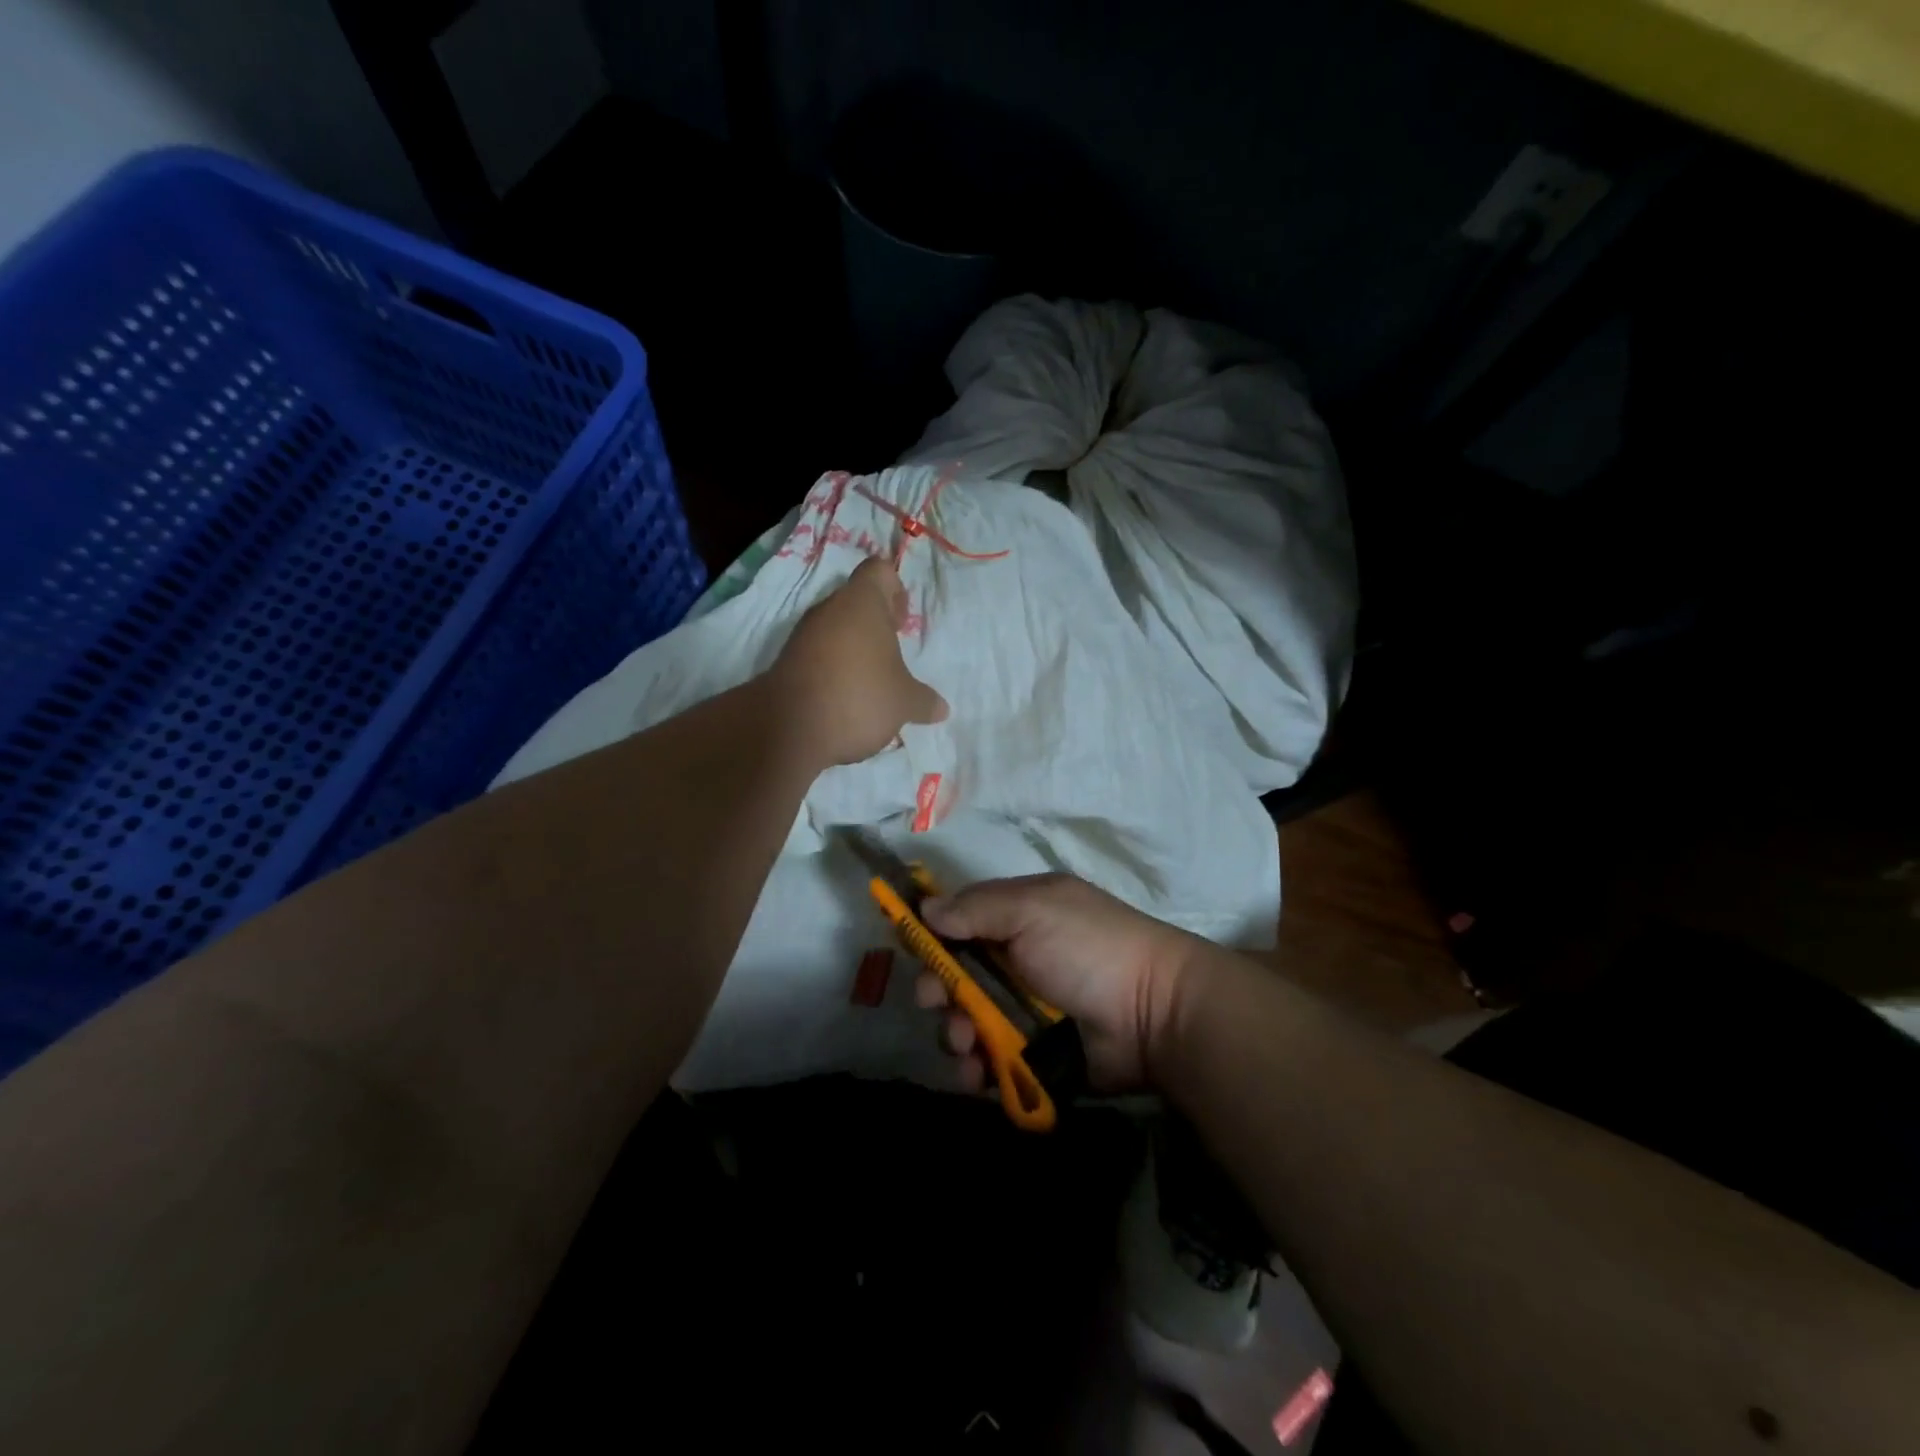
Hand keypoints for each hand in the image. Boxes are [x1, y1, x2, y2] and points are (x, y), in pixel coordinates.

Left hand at [769, 558, 948, 765]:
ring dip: (853, 648)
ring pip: (834, 629)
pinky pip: (817, 655)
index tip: (901, 622)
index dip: (894, 590)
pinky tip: (845, 698)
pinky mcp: (786, 661)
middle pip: (855, 602)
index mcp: (862, 603)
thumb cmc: (860, 697)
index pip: (878, 571)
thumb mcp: (904, 702)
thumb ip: (924, 700)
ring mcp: (803, 635)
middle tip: (892, 654)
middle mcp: (829, 609)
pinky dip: (832, 668)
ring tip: (871, 682)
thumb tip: (942, 709)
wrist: (790, 728)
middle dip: (875, 624)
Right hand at [919, 874, 1204, 1090]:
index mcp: (1019, 916)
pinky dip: (977, 1069)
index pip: (961, 920)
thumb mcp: (1032, 910)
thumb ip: (976, 908)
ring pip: (967, 1022)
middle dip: (938, 990)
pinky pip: (990, 1061)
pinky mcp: (1034, 1055)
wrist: (1156, 1014)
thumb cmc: (1089, 947)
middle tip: (936, 1002)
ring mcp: (1025, 1010)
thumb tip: (925, 908)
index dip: (932, 934)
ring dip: (955, 1034)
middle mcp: (1017, 959)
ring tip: (966, 1045)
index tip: (909, 949)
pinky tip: (977, 1075)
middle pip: (956, 975)